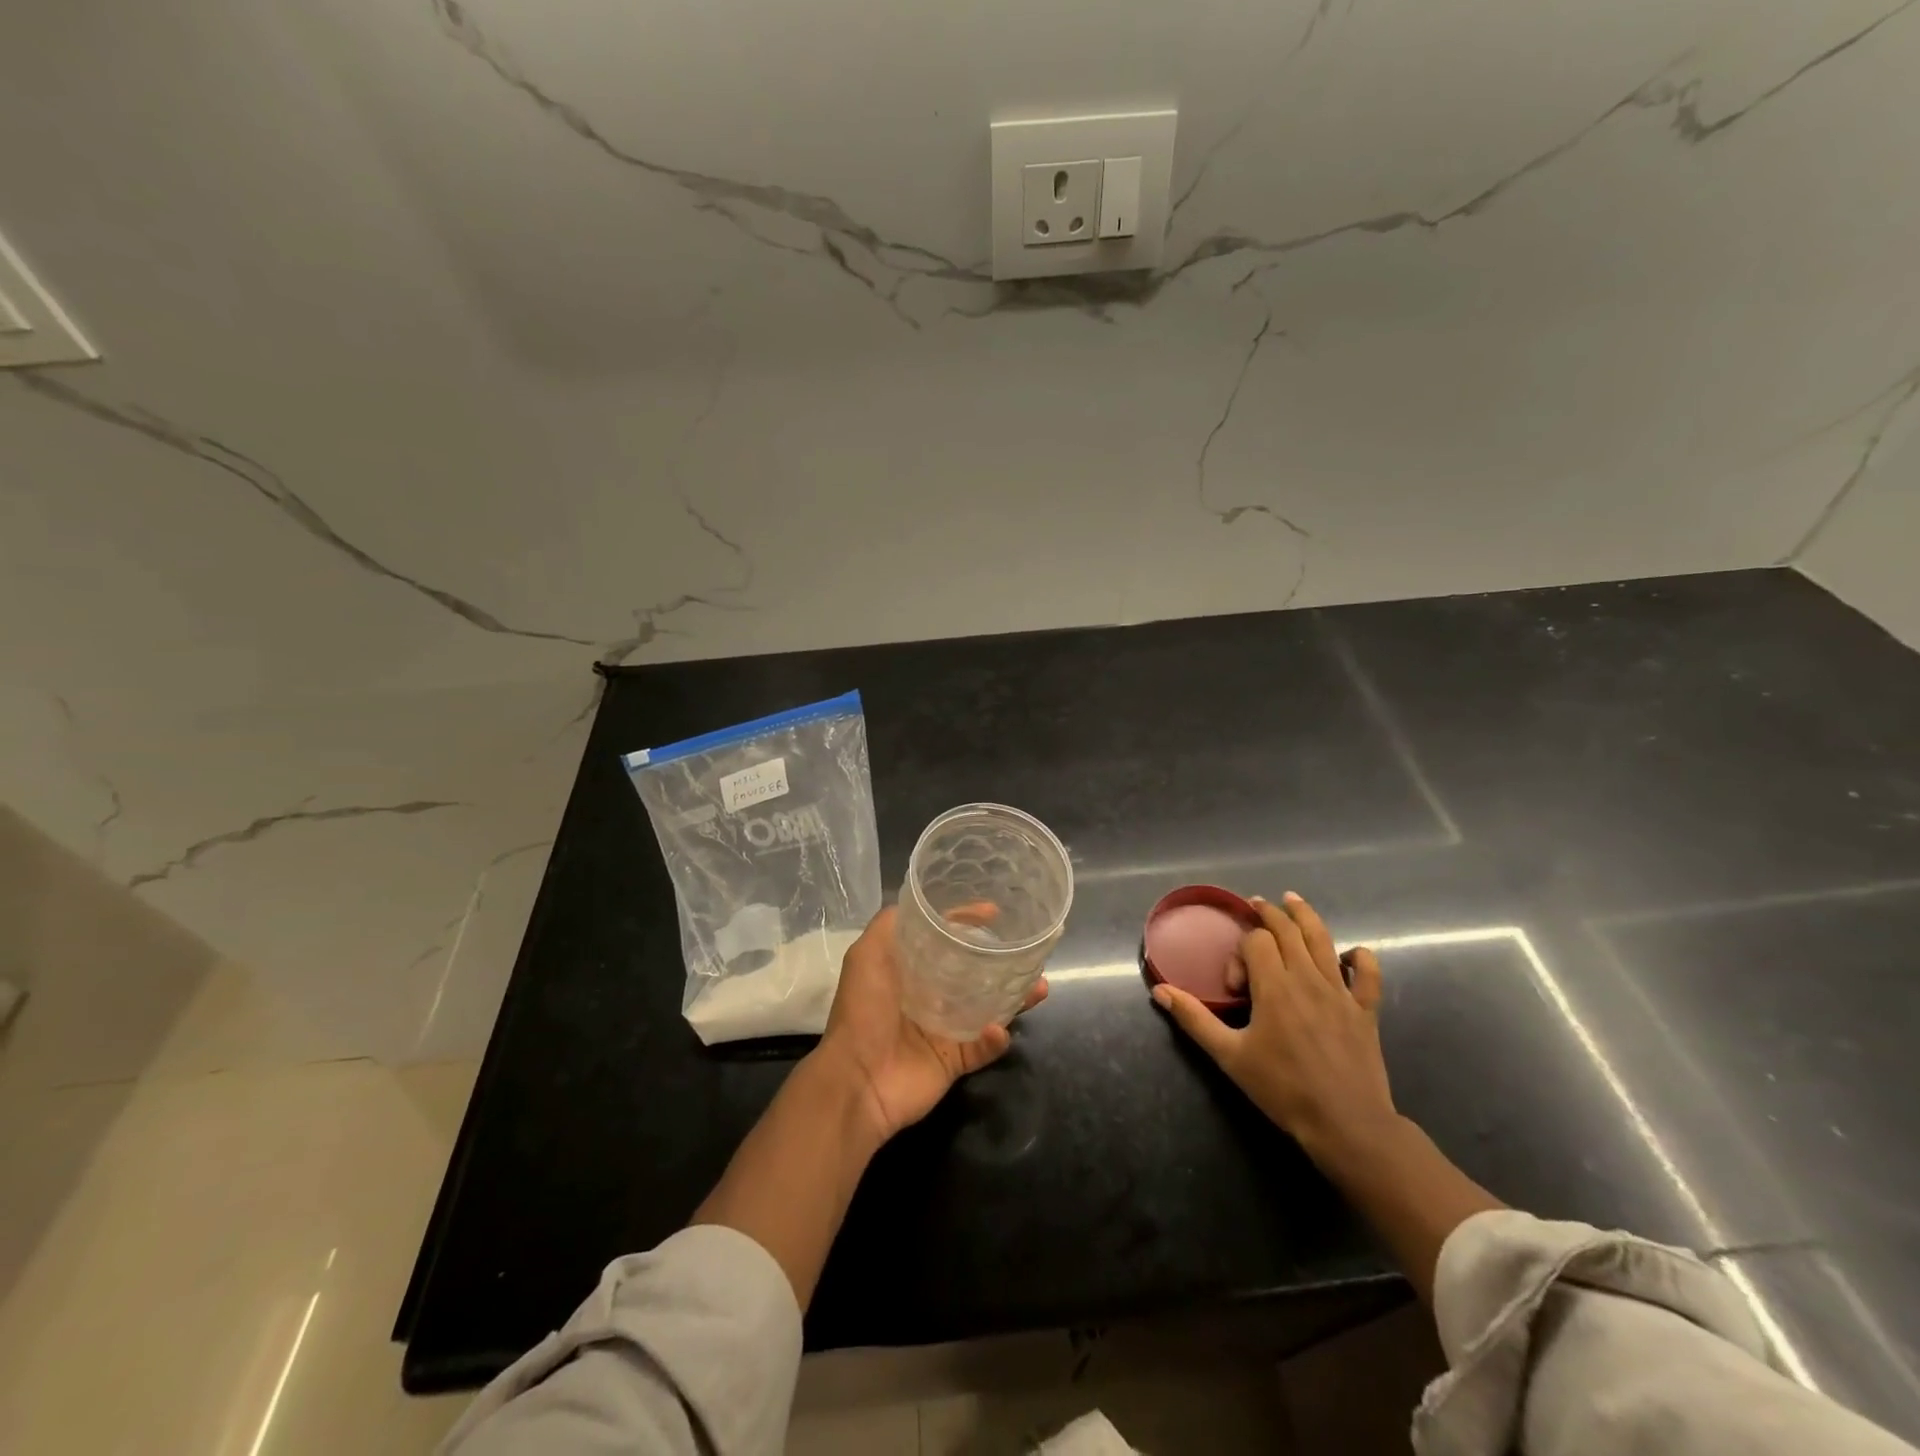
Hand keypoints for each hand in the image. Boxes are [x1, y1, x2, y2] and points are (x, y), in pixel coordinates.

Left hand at [816, 904, 1047, 1142]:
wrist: (857, 1080)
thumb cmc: (863, 1011)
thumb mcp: (867, 954)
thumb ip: (890, 924)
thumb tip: (920, 903)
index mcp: (910, 969)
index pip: (944, 939)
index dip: (967, 923)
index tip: (995, 911)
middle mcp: (930, 995)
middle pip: (973, 972)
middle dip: (1000, 960)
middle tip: (1027, 951)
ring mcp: (944, 1029)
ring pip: (989, 1007)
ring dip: (1015, 997)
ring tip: (1039, 986)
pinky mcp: (954, 1060)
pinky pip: (984, 1047)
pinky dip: (995, 1038)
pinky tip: (999, 1029)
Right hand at [1152, 892, 1394, 1163]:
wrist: (1346, 1124)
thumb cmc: (1283, 1089)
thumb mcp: (1230, 1056)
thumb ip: (1195, 1019)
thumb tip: (1160, 990)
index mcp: (1274, 986)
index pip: (1256, 942)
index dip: (1240, 953)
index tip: (1235, 984)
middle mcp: (1308, 978)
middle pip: (1288, 930)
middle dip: (1270, 913)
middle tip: (1256, 903)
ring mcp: (1341, 992)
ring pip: (1324, 940)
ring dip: (1306, 916)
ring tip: (1293, 900)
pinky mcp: (1365, 1010)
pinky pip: (1368, 974)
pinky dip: (1361, 957)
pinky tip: (1350, 954)